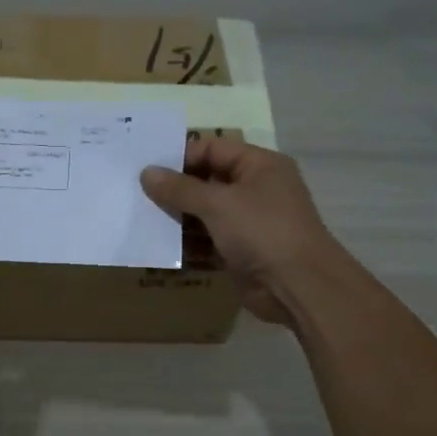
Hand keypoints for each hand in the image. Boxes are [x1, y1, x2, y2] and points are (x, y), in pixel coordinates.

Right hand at [141, 137, 345, 325]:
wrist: (299, 287)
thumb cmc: (262, 231)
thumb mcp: (218, 204)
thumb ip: (180, 189)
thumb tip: (147, 172)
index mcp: (259, 166)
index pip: (213, 149)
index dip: (181, 156)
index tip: (147, 168)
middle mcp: (255, 189)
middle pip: (207, 181)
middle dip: (175, 189)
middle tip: (137, 193)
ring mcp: (248, 222)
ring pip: (205, 213)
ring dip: (178, 218)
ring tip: (142, 219)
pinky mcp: (240, 251)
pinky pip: (207, 241)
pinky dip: (187, 244)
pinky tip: (159, 246)